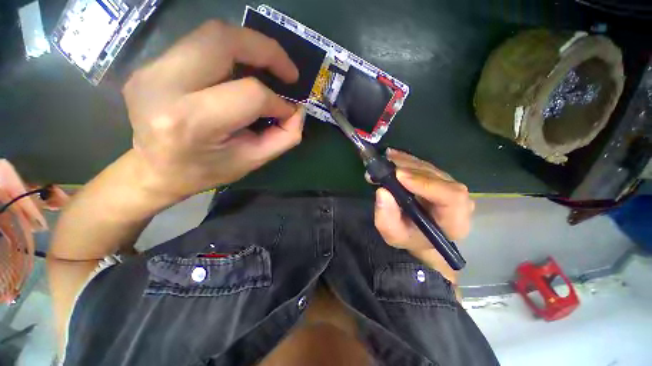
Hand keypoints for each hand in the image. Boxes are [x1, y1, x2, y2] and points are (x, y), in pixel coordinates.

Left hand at [122, 20, 304, 199]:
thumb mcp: (252, 162)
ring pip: (211, 35)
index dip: (277, 102)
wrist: (152, 172)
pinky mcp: (150, 64)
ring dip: (250, 46)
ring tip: (269, 67)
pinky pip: (200, 45)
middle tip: (288, 71)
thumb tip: (297, 111)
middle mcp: (165, 85)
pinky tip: (242, 72)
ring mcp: (151, 69)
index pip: (249, 94)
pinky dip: (230, 53)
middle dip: (267, 50)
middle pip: (223, 40)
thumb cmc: (205, 171)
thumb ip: (283, 138)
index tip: (288, 111)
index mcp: (192, 121)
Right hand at [373, 149, 474, 280]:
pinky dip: (406, 159)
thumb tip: (383, 192)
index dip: (425, 183)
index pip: (451, 196)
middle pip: (438, 177)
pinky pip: (424, 165)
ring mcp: (449, 186)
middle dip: (409, 170)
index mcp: (454, 221)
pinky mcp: (438, 178)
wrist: (418, 235)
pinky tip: (392, 156)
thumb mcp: (393, 234)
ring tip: (385, 160)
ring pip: (429, 168)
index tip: (398, 176)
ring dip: (405, 162)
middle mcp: (458, 201)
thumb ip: (386, 218)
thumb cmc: (408, 237)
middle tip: (385, 167)